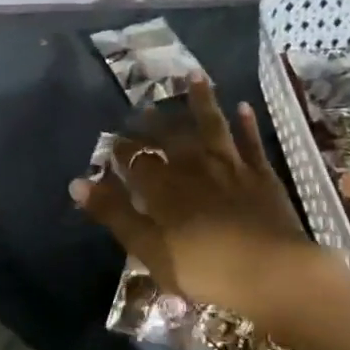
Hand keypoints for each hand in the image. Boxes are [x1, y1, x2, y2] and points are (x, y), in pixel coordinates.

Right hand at [70, 78, 323, 326]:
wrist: (272, 273)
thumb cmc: (204, 269)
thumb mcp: (149, 249)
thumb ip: (114, 214)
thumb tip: (77, 183)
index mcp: (164, 188)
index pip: (136, 160)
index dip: (123, 149)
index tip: (112, 139)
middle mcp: (194, 168)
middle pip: (171, 138)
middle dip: (155, 122)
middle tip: (144, 106)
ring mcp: (231, 168)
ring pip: (212, 127)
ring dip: (202, 101)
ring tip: (193, 75)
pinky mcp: (262, 176)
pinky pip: (250, 143)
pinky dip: (245, 124)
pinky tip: (241, 106)